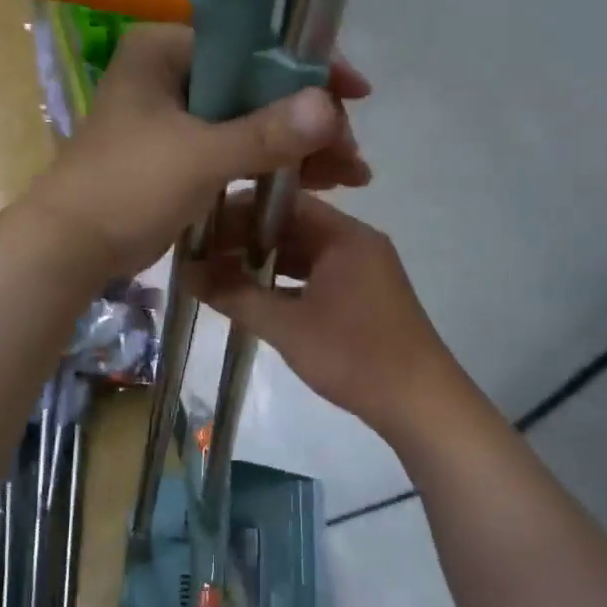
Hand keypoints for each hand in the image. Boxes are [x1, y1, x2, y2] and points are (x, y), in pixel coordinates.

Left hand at [18, 25, 371, 279]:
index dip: (306, 65)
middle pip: (256, 81)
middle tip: (351, 150)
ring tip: (350, 173)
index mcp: (165, 49)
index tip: (354, 93)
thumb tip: (330, 107)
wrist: (68, 249)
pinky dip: (269, 161)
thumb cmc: (125, 189)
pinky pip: (235, 145)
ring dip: (297, 143)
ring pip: (250, 116)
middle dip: (308, 116)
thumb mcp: (199, 158)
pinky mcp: (178, 151)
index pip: (251, 39)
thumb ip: (265, 132)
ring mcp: (174, 113)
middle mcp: (171, 71)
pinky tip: (314, 181)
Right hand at [189, 194, 463, 438]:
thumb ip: (235, 296)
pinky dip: (285, 281)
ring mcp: (362, 270)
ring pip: (303, 253)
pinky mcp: (363, 295)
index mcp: (345, 235)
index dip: (239, 210)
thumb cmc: (354, 356)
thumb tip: (186, 273)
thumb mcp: (287, 326)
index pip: (284, 202)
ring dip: (264, 261)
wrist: (421, 404)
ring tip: (217, 271)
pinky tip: (252, 295)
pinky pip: (316, 275)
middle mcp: (356, 242)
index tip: (201, 223)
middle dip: (247, 238)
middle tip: (202, 251)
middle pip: (293, 226)